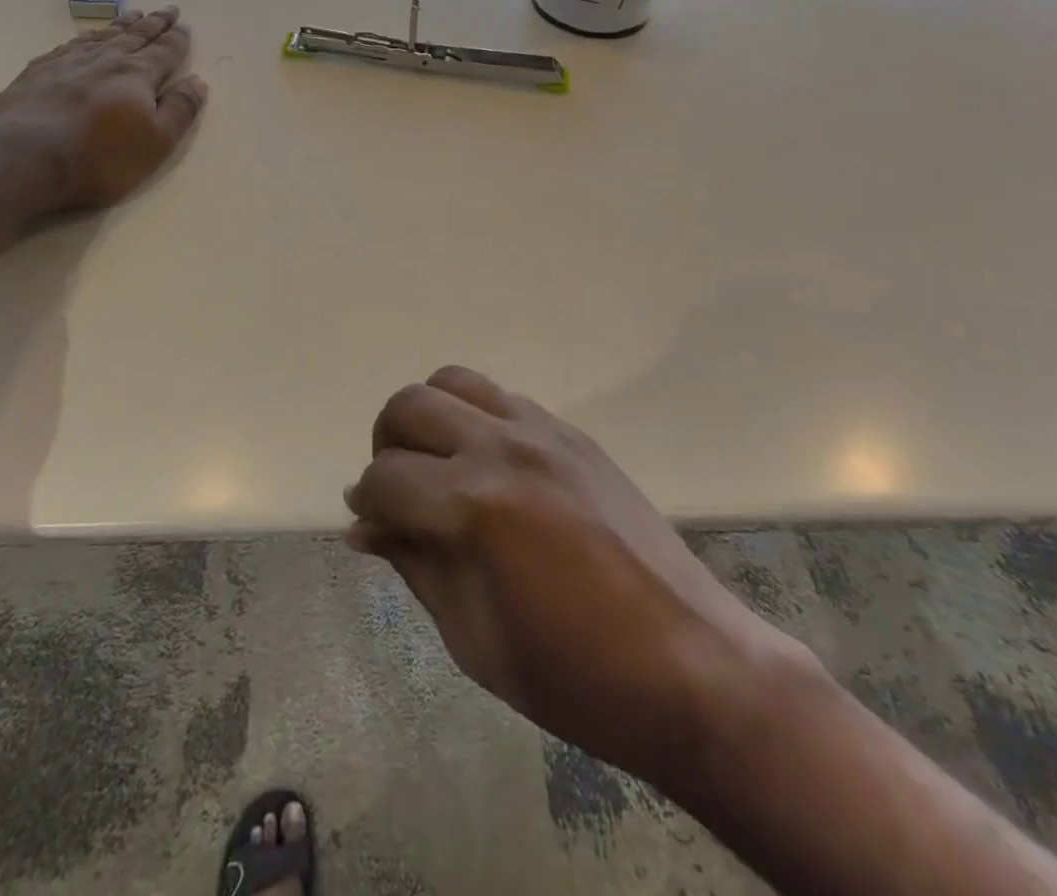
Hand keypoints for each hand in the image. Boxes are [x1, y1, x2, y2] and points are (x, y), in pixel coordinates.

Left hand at [0, 6, 207, 217]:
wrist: (24, 158)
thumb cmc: (100, 157)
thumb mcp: (157, 142)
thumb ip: (180, 110)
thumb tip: (198, 81)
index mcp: (138, 76)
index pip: (164, 52)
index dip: (177, 40)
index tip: (184, 25)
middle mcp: (106, 61)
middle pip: (135, 36)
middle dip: (154, 23)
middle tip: (167, 8)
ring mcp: (68, 63)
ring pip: (103, 37)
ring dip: (121, 25)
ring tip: (133, 14)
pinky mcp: (38, 72)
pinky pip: (69, 46)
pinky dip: (85, 38)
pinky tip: (86, 37)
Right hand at [345, 366, 814, 789]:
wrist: (691, 664)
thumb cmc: (574, 676)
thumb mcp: (474, 637)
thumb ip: (414, 565)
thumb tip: (365, 528)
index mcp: (474, 506)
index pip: (385, 478)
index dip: (365, 503)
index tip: (368, 525)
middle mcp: (503, 447)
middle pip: (410, 405)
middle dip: (386, 445)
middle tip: (397, 491)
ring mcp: (543, 431)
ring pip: (454, 381)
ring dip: (429, 416)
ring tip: (437, 464)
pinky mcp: (573, 433)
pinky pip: (504, 397)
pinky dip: (476, 417)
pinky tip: (488, 465)